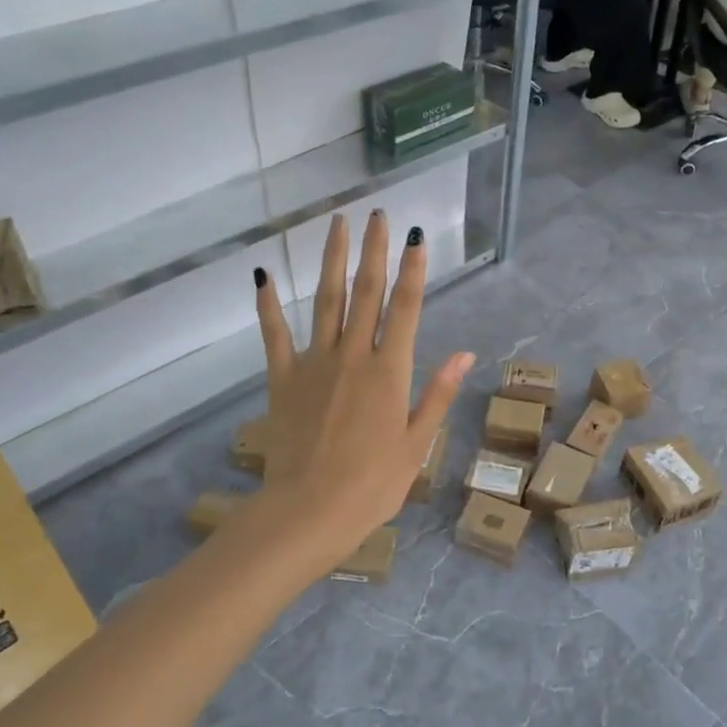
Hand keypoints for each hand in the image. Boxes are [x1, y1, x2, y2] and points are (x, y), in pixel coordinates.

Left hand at [254, 212, 472, 567]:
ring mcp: (314, 363)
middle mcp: (353, 355)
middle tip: (376, 214)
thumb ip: (437, 393)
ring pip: (326, 300)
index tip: (417, 235)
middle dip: (373, 250)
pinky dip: (267, 304)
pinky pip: (274, 334)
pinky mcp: (282, 378)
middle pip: (367, 291)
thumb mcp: (417, 444)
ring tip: (335, 223)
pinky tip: (262, 275)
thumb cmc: (373, 485)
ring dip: (332, 259)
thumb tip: (465, 354)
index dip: (414, 268)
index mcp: (390, 371)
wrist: (308, 512)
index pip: (406, 307)